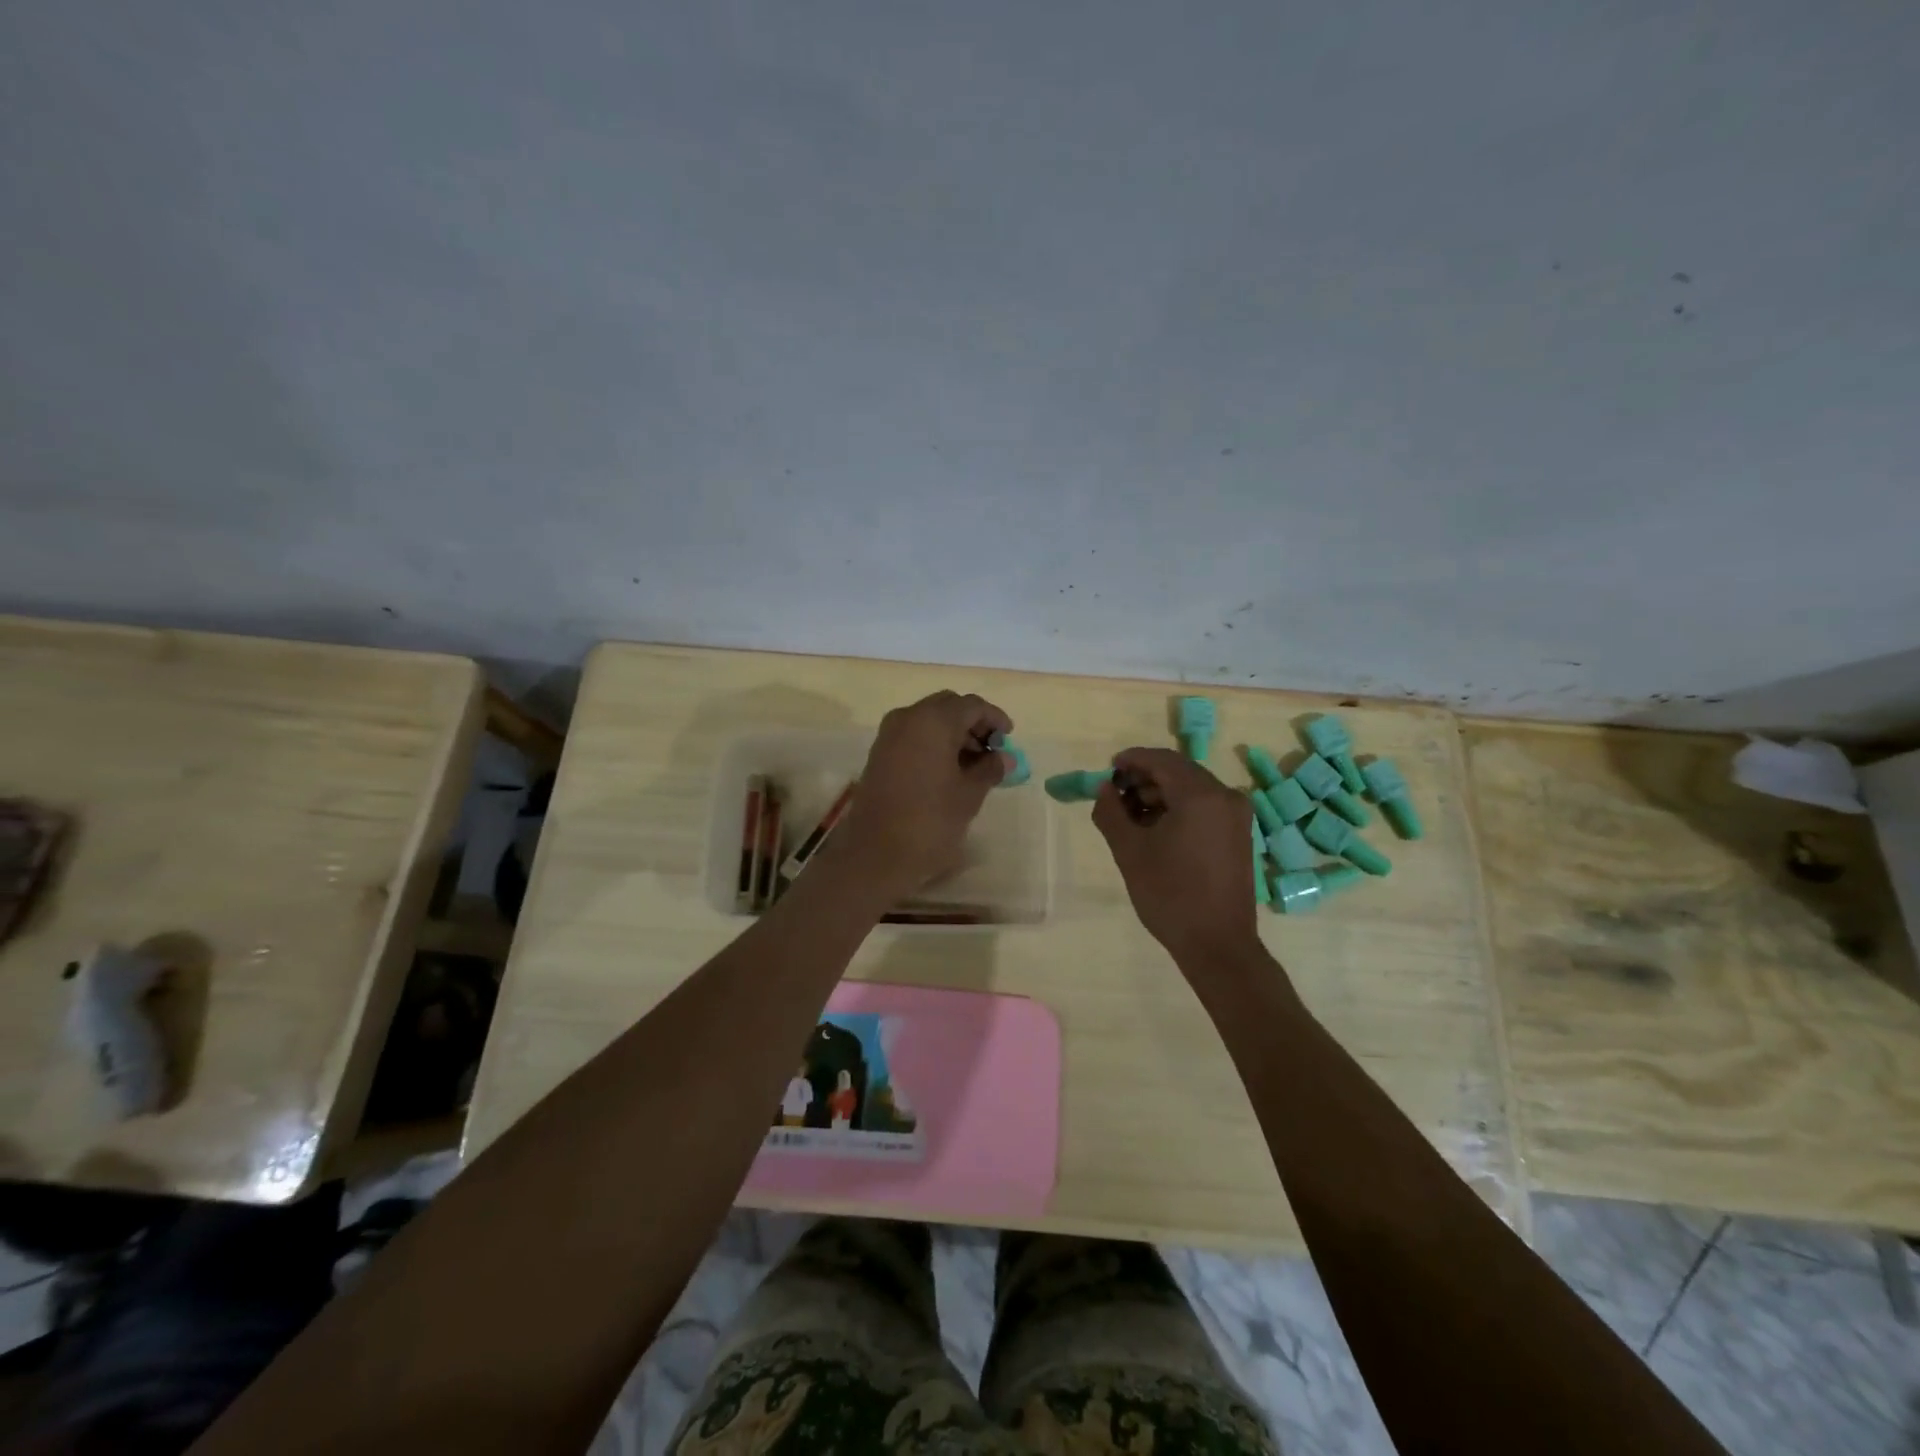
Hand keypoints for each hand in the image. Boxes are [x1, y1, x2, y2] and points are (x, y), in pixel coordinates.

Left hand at [830, 691, 1013, 900]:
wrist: (875, 853)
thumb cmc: (930, 821)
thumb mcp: (969, 795)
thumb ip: (990, 769)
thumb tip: (1005, 757)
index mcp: (934, 721)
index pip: (972, 705)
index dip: (994, 718)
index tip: (1009, 739)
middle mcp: (908, 718)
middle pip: (948, 706)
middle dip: (972, 723)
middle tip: (991, 750)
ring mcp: (889, 734)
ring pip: (929, 719)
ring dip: (953, 733)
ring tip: (973, 764)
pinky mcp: (879, 753)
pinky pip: (913, 735)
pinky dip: (933, 743)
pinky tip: (948, 770)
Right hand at [1093, 747, 1260, 965]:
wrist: (1217, 944)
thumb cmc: (1170, 894)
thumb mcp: (1129, 851)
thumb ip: (1111, 812)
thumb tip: (1104, 789)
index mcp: (1201, 795)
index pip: (1162, 760)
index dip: (1132, 760)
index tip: (1108, 770)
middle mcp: (1225, 796)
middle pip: (1179, 772)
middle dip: (1144, 778)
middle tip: (1115, 796)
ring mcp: (1236, 816)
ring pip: (1192, 789)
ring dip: (1160, 794)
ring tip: (1131, 816)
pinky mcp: (1239, 834)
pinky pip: (1205, 806)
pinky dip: (1179, 808)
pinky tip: (1156, 829)